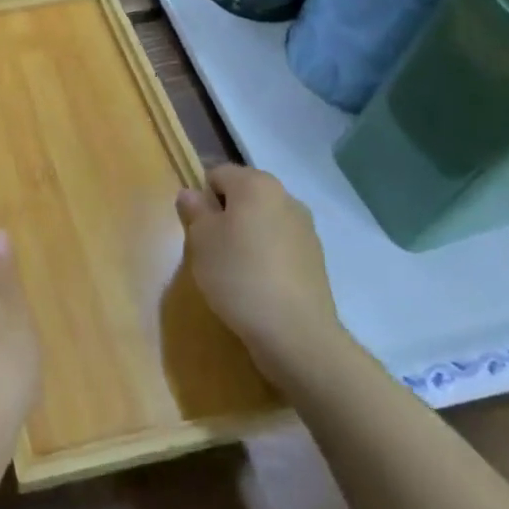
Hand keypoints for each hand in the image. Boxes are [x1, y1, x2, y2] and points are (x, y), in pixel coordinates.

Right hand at [178, 164, 347, 384]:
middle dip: (225, 215)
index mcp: (256, 184)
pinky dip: (266, 256)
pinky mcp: (316, 259)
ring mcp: (306, 229)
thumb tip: (191, 194)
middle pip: (243, 196)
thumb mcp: (200, 240)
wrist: (296, 333)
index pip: (217, 174)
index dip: (202, 198)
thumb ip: (194, 210)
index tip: (196, 228)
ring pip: (263, 221)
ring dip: (247, 236)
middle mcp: (286, 197)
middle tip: (211, 248)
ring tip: (235, 270)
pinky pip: (280, 246)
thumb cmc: (238, 275)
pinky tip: (258, 285)